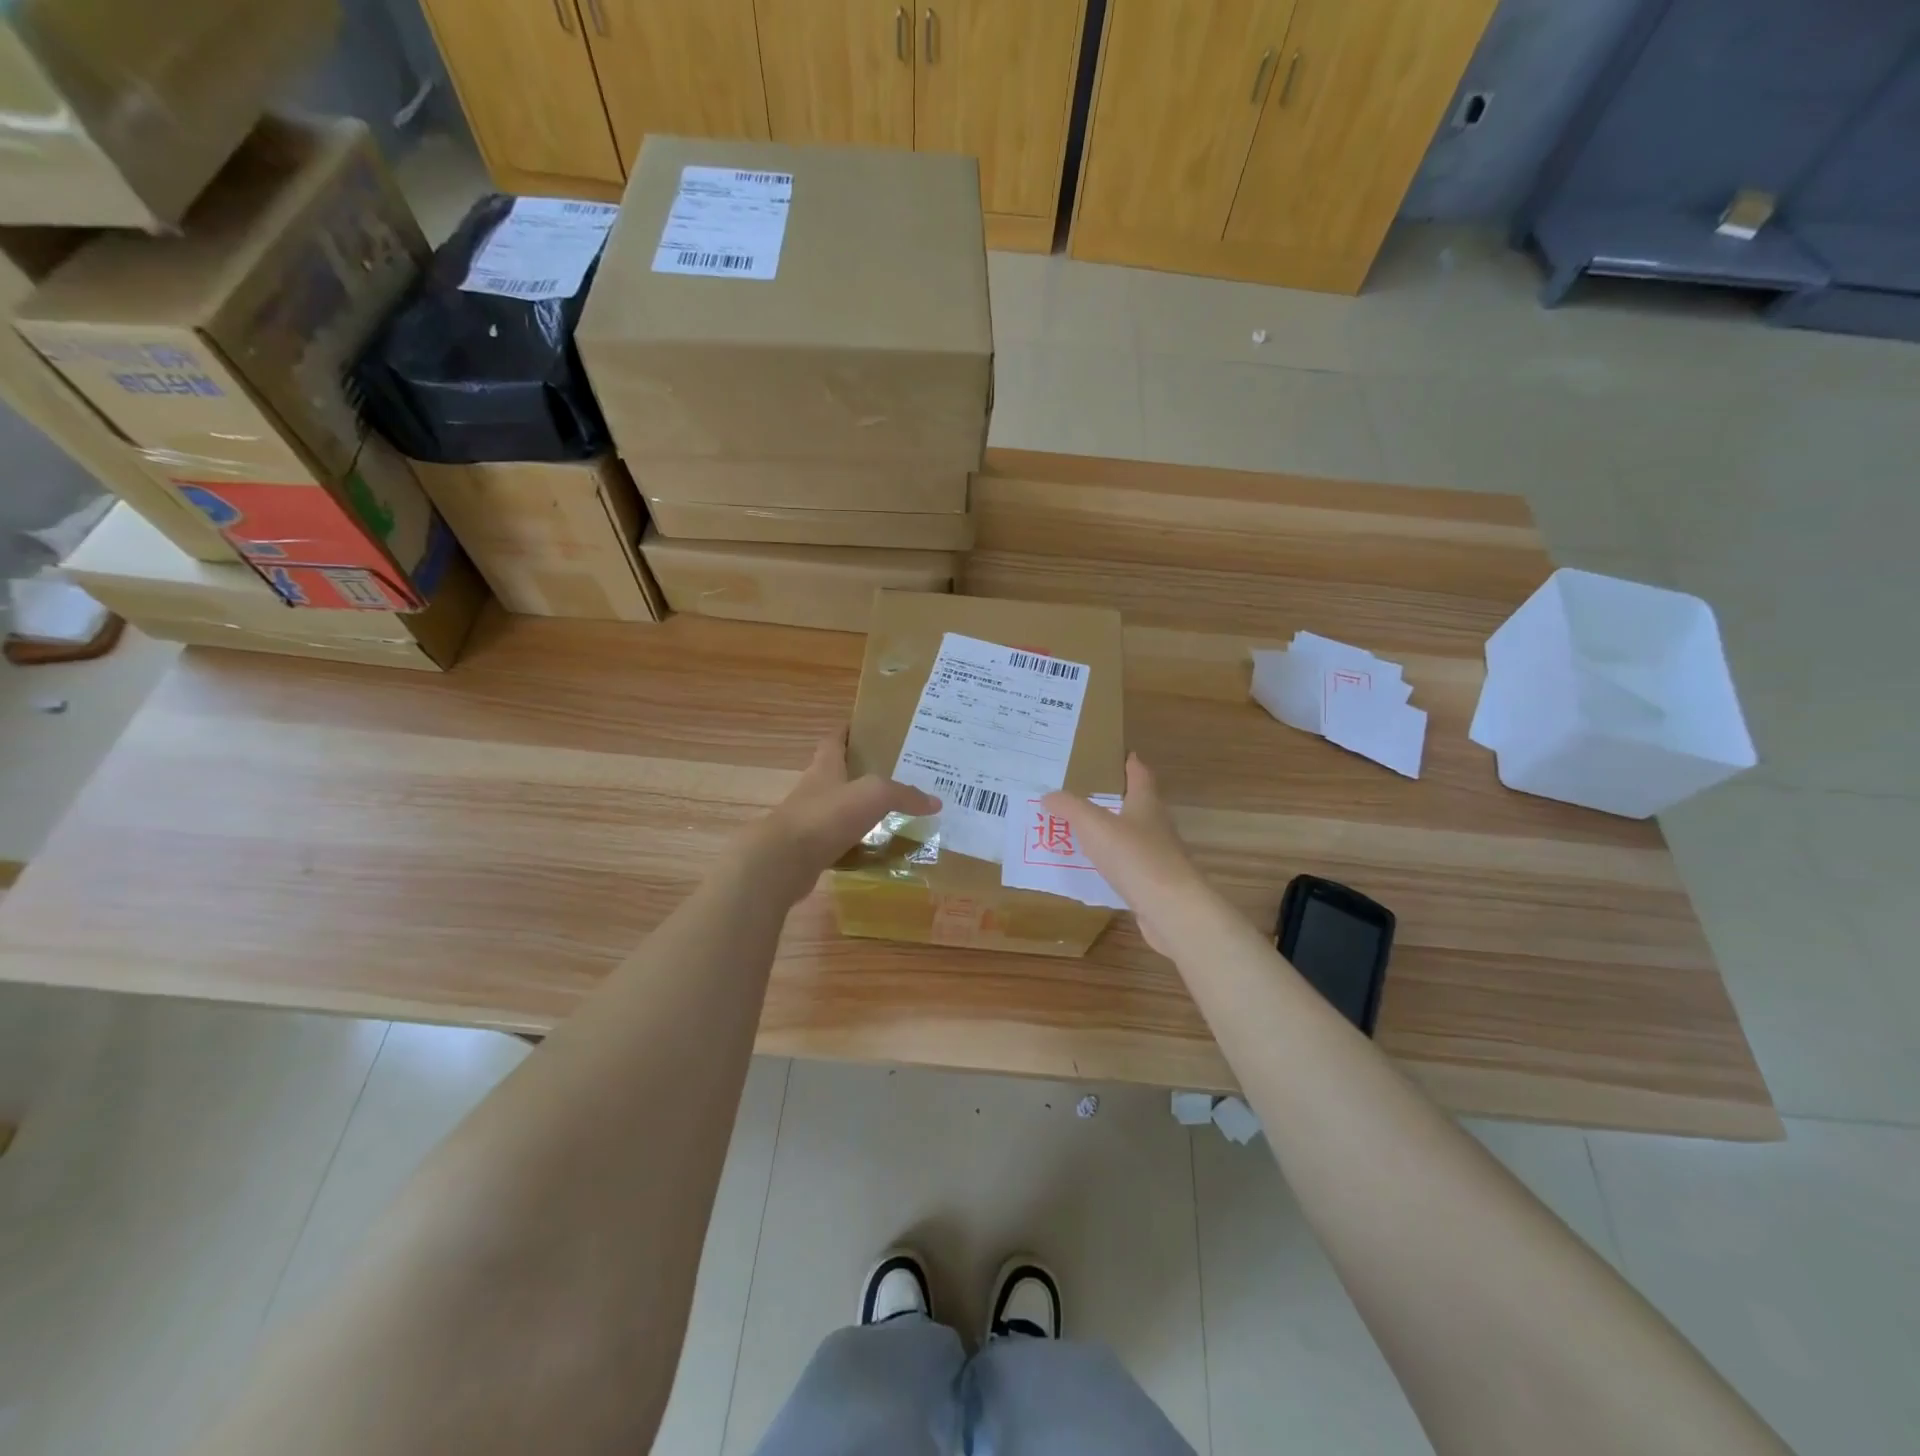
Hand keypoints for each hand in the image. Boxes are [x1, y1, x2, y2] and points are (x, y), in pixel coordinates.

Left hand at [742, 729, 940, 905]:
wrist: (783, 861)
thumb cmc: (827, 815)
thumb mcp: (873, 795)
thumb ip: (904, 794)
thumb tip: (935, 802)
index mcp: (826, 766)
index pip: (835, 739)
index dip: (849, 731)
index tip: (870, 727)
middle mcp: (816, 788)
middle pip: (839, 773)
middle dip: (863, 771)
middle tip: (897, 772)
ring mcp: (811, 819)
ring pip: (840, 808)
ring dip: (861, 808)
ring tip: (894, 810)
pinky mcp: (810, 848)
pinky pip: (840, 839)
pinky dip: (857, 841)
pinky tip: (878, 846)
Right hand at [1041, 754, 1208, 955]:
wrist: (1172, 909)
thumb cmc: (1134, 857)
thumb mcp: (1093, 825)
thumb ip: (1069, 807)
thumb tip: (1048, 795)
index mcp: (1146, 803)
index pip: (1140, 774)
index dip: (1130, 763)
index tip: (1122, 754)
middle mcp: (1157, 825)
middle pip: (1138, 804)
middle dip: (1116, 798)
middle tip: (1086, 794)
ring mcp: (1160, 856)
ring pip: (1134, 836)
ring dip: (1113, 832)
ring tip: (1084, 831)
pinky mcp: (1156, 884)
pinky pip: (1130, 866)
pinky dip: (1114, 863)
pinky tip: (1097, 869)